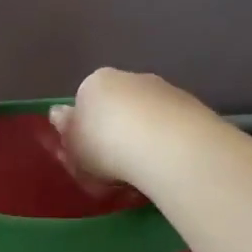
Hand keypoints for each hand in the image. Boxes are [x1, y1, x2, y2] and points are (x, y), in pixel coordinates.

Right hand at [49, 68, 212, 189]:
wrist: (164, 145)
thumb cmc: (104, 145)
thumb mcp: (73, 146)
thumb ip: (66, 129)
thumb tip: (59, 114)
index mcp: (96, 82)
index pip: (86, 100)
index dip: (87, 129)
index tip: (90, 155)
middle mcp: (131, 78)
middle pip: (119, 106)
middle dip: (118, 131)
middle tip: (117, 167)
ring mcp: (164, 90)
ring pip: (148, 116)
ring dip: (145, 138)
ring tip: (145, 173)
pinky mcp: (193, 107)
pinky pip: (172, 128)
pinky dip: (168, 144)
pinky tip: (168, 167)